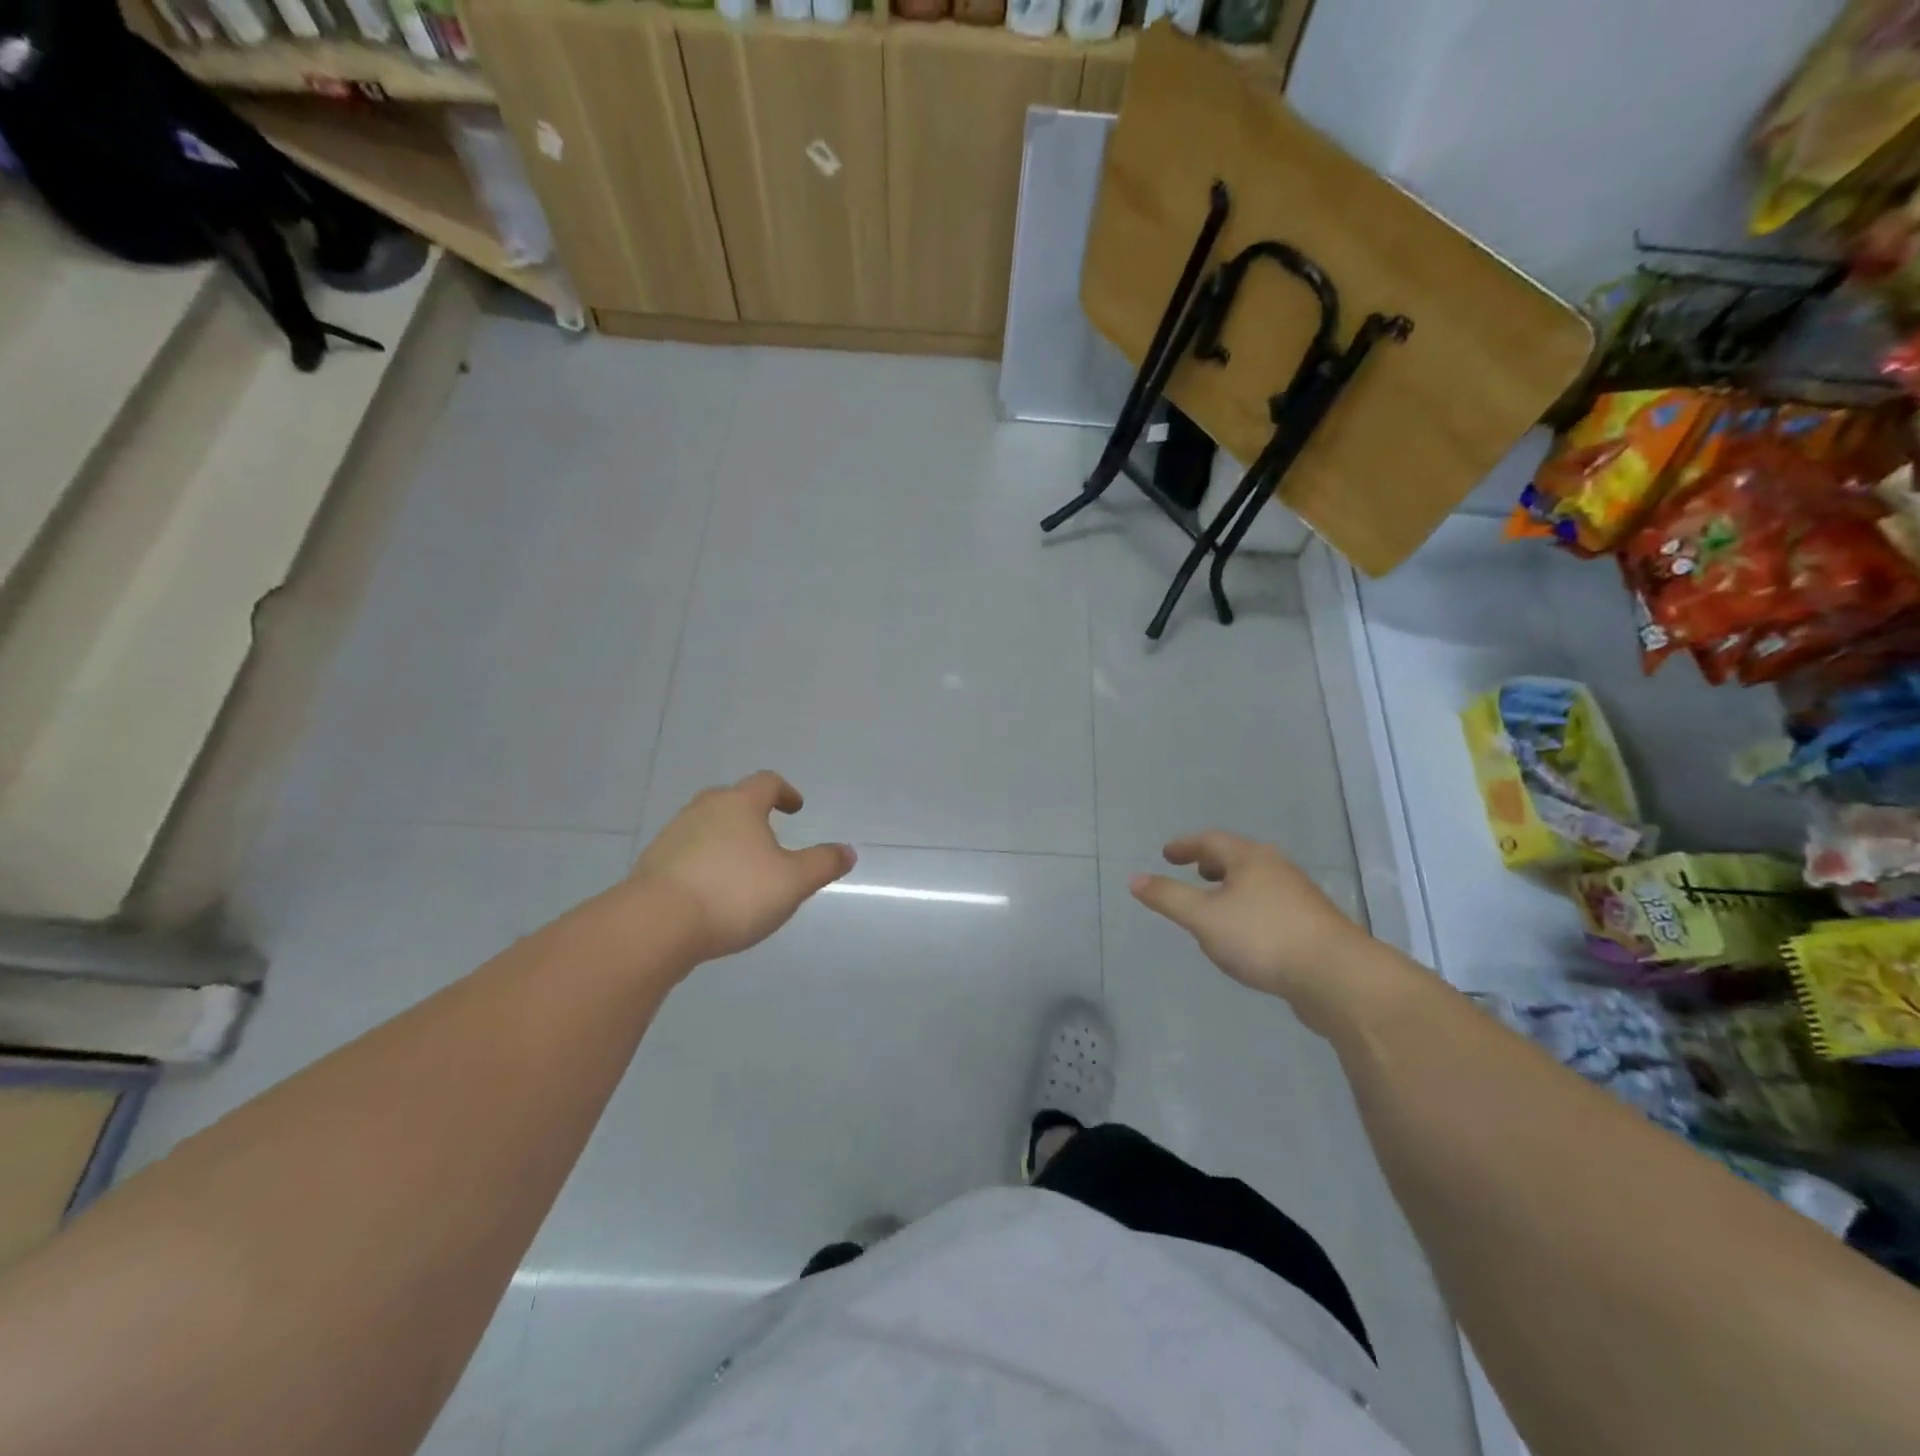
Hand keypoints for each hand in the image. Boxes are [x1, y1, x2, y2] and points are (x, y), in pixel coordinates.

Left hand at [632, 771, 854, 963]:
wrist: (656, 925)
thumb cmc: (734, 893)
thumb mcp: (793, 882)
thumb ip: (823, 864)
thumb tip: (848, 851)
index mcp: (739, 805)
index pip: (766, 783)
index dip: (785, 792)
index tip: (795, 808)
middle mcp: (703, 810)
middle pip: (730, 799)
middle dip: (750, 812)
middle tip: (766, 832)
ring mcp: (672, 836)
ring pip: (705, 826)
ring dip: (724, 838)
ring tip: (740, 866)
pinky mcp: (652, 865)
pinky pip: (685, 854)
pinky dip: (702, 862)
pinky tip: (710, 890)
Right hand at [1130, 831, 1371, 1027]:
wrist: (1337, 977)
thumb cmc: (1262, 938)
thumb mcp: (1203, 918)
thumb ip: (1168, 898)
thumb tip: (1135, 879)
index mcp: (1250, 858)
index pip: (1211, 841)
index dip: (1186, 846)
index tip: (1167, 854)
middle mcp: (1277, 868)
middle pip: (1238, 857)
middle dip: (1212, 863)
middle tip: (1192, 872)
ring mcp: (1299, 896)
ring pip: (1257, 881)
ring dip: (1233, 886)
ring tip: (1216, 902)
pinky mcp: (1312, 924)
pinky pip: (1271, 905)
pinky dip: (1250, 907)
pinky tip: (1246, 933)